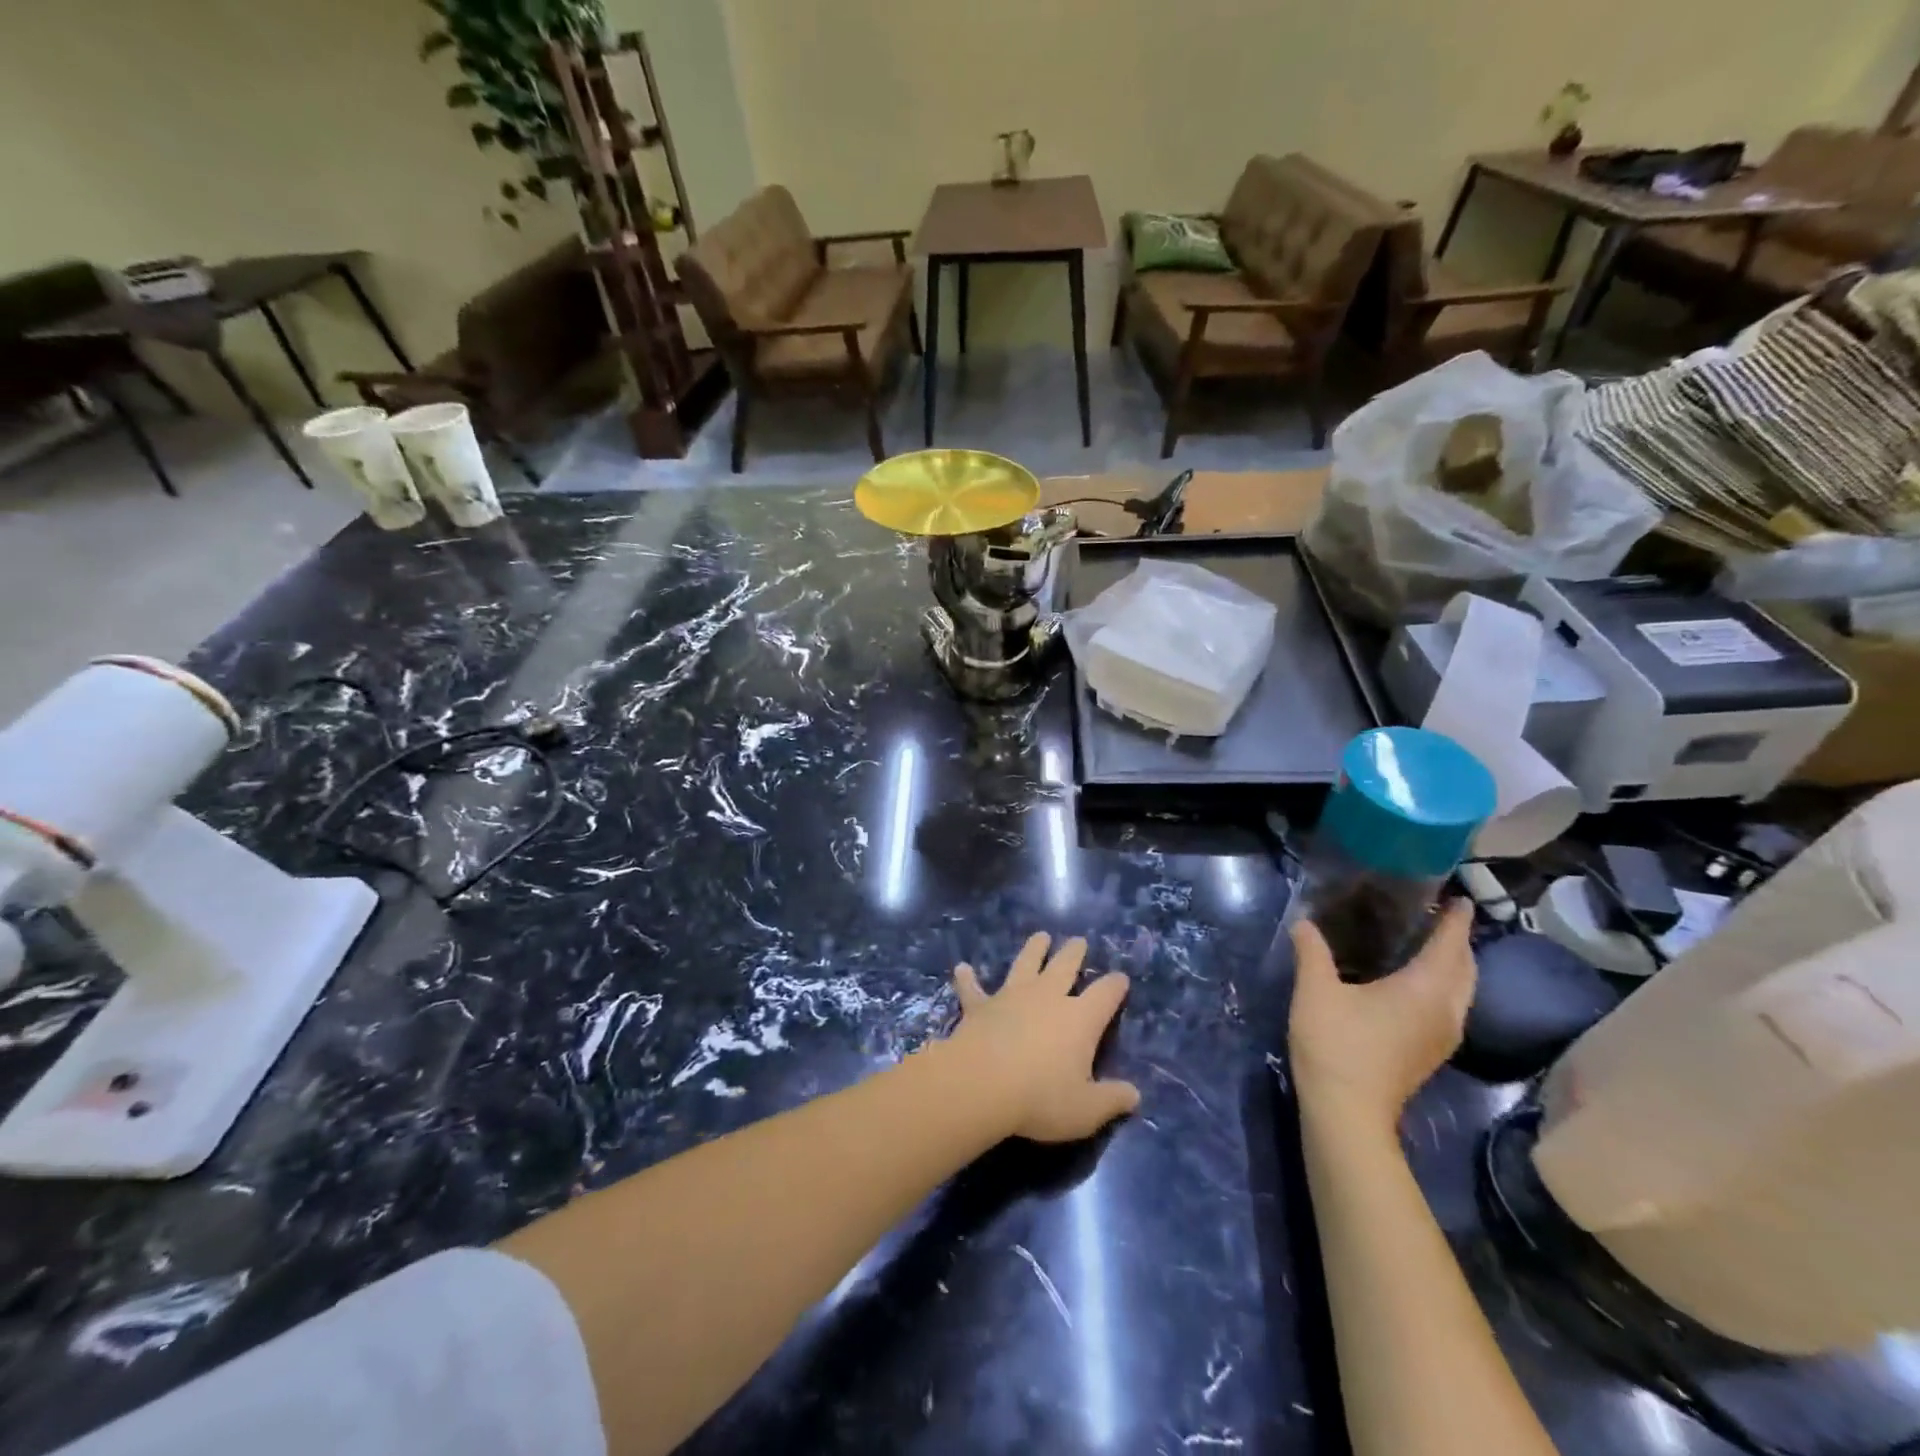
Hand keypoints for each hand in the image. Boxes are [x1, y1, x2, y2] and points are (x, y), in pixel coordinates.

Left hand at [948, 932, 1140, 1142]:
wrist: (982, 1083)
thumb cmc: (1041, 1098)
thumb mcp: (1086, 1110)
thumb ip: (1112, 1101)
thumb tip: (1135, 1095)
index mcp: (1080, 1019)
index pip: (1105, 995)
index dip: (1115, 986)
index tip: (1121, 978)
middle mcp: (1048, 997)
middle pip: (1065, 966)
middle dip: (1074, 953)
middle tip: (1078, 941)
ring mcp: (1012, 996)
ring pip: (1025, 964)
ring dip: (1033, 949)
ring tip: (1040, 936)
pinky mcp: (980, 1006)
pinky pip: (973, 989)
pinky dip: (968, 979)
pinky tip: (962, 968)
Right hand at [1288, 901, 1475, 1131]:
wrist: (1348, 1112)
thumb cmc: (1336, 1044)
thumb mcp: (1315, 991)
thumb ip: (1312, 951)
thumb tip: (1304, 922)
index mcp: (1424, 989)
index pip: (1450, 945)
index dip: (1456, 921)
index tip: (1460, 899)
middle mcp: (1445, 1011)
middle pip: (1466, 969)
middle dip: (1459, 942)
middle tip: (1441, 918)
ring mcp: (1443, 1036)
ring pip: (1463, 991)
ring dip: (1454, 966)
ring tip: (1431, 945)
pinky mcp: (1432, 1052)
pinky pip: (1451, 1007)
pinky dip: (1445, 985)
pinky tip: (1417, 984)